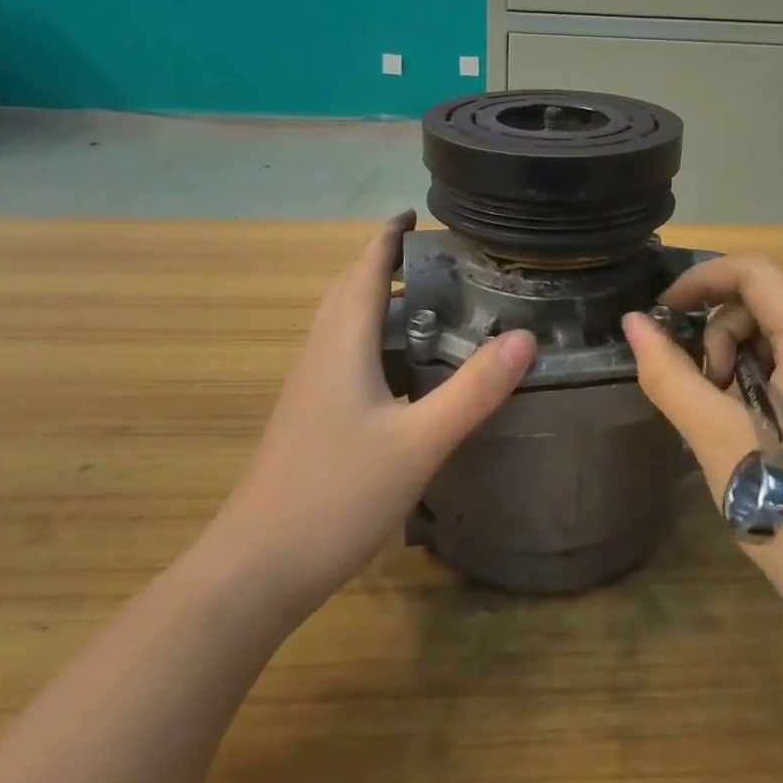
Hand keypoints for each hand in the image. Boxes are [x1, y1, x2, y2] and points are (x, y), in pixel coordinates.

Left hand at [214, 213, 535, 620]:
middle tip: (444, 255)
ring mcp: (310, 384)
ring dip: (381, 296)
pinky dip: (376, 334)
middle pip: (353, 286)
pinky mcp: (310, 412)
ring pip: (346, 320)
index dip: (392, 235)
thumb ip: (473, 390)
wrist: (255, 569)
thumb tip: (526, 338)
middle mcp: (322, 351)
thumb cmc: (335, 495)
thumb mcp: (419, 443)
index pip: (367, 267)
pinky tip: (405, 364)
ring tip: (433, 298)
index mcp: (343, 342)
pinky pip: (345, 350)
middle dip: (389, 260)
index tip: (422, 213)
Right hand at [622, 255, 782, 606]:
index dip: (701, 280)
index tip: (662, 315)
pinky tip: (740, 435)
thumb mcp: (719, 436)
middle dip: (716, 339)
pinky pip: (782, 373)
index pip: (754, 272)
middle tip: (703, 397)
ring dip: (729, 367)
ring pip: (767, 341)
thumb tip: (633, 323)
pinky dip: (749, 389)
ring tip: (721, 423)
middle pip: (759, 306)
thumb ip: (671, 374)